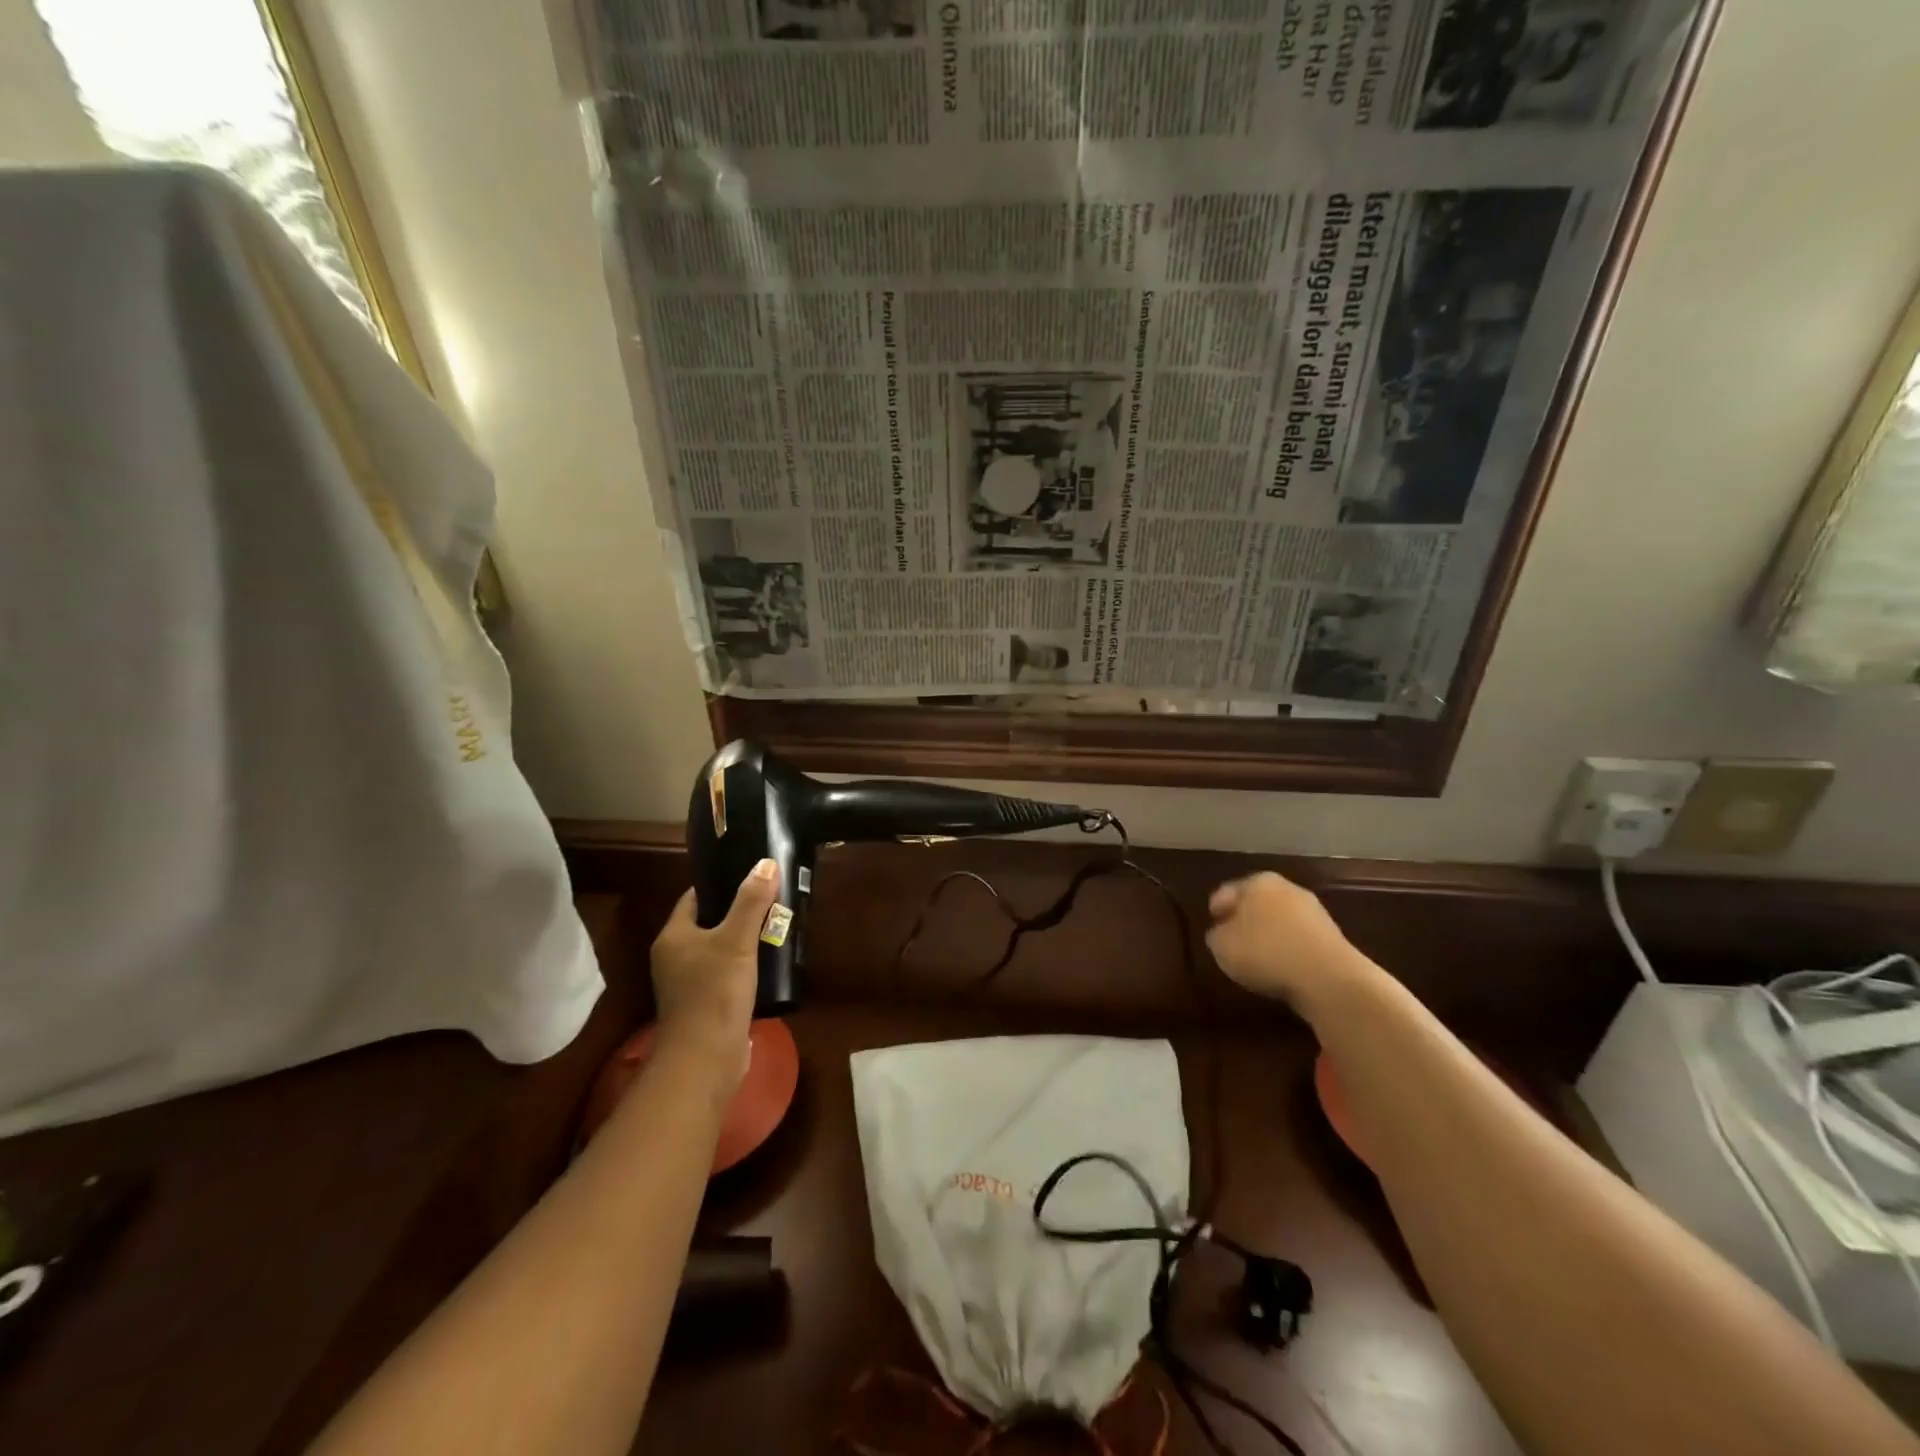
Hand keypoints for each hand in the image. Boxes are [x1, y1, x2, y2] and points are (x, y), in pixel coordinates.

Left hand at [650, 859, 779, 1082]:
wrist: (705, 1060)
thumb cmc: (714, 992)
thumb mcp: (737, 940)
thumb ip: (751, 901)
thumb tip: (765, 863)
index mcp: (673, 937)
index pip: (694, 898)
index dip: (721, 884)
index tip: (751, 876)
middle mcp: (674, 959)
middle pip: (708, 924)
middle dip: (739, 912)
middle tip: (772, 900)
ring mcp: (688, 985)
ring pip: (720, 951)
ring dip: (745, 941)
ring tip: (777, 927)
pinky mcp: (705, 1007)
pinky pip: (727, 975)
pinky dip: (746, 967)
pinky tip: (770, 964)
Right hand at [1205, 871, 1373, 1017]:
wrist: (1328, 977)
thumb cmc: (1264, 952)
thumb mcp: (1221, 946)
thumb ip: (1216, 935)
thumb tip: (1223, 934)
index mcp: (1256, 882)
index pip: (1226, 893)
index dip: (1216, 912)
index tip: (1212, 932)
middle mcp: (1286, 888)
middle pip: (1256, 904)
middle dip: (1245, 921)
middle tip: (1233, 944)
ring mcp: (1314, 911)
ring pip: (1280, 922)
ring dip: (1269, 937)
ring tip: (1258, 962)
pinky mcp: (1333, 937)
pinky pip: (1299, 941)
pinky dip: (1289, 952)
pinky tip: (1283, 969)